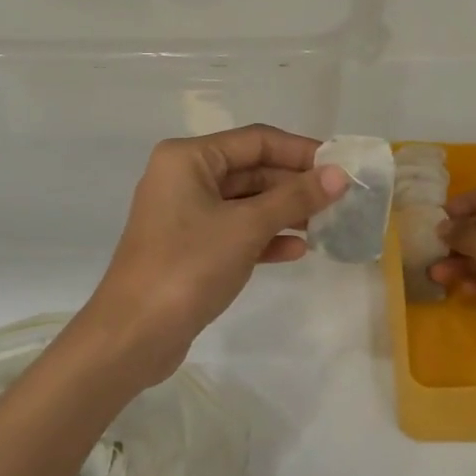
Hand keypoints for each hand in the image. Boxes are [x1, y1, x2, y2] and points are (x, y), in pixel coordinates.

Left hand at [78, 126, 348, 383]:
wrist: (134, 334)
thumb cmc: (188, 266)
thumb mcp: (246, 227)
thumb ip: (295, 198)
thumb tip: (339, 175)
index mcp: (188, 158)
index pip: (255, 141)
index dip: (300, 151)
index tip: (340, 166)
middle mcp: (184, 178)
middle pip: (251, 170)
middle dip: (294, 184)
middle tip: (339, 199)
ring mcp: (185, 215)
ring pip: (245, 203)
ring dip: (284, 212)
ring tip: (326, 224)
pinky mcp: (190, 248)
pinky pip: (235, 231)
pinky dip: (264, 237)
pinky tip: (297, 250)